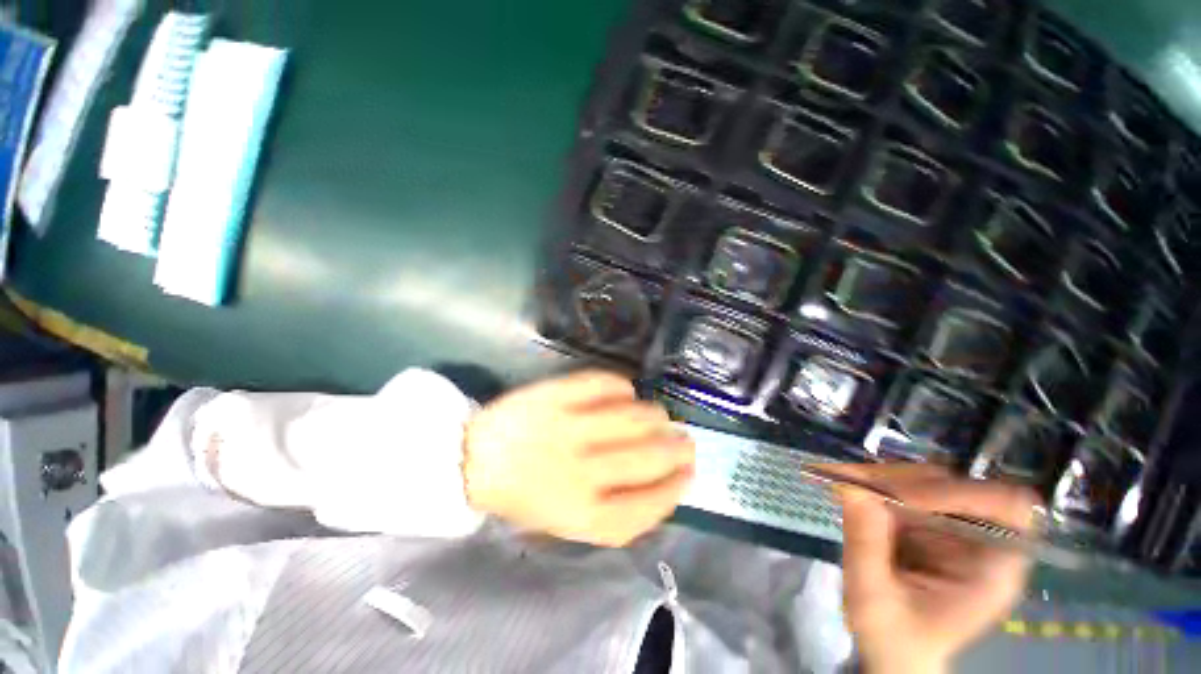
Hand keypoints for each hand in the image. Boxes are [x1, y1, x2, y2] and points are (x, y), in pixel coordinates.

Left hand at [463, 370, 694, 546]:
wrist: (471, 460)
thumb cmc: (520, 495)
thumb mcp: (565, 523)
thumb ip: (612, 511)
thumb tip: (656, 483)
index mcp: (581, 515)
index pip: (647, 506)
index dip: (675, 489)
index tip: (688, 474)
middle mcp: (580, 472)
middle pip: (647, 457)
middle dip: (676, 448)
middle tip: (685, 439)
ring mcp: (568, 428)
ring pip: (633, 417)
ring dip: (655, 415)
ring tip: (659, 415)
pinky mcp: (556, 395)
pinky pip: (603, 384)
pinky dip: (622, 386)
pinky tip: (626, 392)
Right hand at [827, 464, 1037, 673]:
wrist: (894, 652)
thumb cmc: (895, 638)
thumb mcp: (874, 599)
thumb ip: (866, 544)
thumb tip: (852, 487)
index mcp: (993, 567)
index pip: (1006, 506)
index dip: (961, 493)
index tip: (904, 499)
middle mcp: (980, 539)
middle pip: (959, 484)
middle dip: (904, 480)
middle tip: (854, 481)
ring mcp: (953, 527)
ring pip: (927, 479)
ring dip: (883, 478)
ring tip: (842, 483)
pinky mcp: (926, 522)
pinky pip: (904, 487)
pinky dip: (873, 483)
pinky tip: (846, 487)